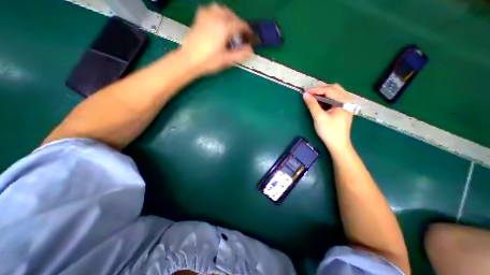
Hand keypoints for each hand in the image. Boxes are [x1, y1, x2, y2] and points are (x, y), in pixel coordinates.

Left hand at [181, 3, 254, 75]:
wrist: (188, 60)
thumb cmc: (208, 61)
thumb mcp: (226, 60)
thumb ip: (240, 54)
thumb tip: (251, 50)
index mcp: (224, 27)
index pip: (240, 25)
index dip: (247, 30)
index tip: (250, 37)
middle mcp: (216, 17)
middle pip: (232, 15)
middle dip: (238, 23)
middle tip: (241, 34)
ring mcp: (206, 16)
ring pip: (222, 9)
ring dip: (229, 17)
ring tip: (231, 28)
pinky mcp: (199, 18)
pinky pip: (211, 10)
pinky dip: (218, 14)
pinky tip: (218, 23)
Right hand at [303, 84, 352, 152]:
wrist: (338, 144)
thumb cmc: (329, 131)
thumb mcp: (319, 117)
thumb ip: (312, 104)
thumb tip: (305, 94)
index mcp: (343, 101)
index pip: (329, 90)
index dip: (316, 90)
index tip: (305, 92)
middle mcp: (347, 101)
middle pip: (334, 88)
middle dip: (321, 90)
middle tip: (310, 95)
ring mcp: (346, 105)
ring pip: (335, 93)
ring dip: (324, 94)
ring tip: (314, 98)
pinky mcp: (343, 109)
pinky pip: (335, 99)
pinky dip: (327, 99)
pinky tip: (321, 104)